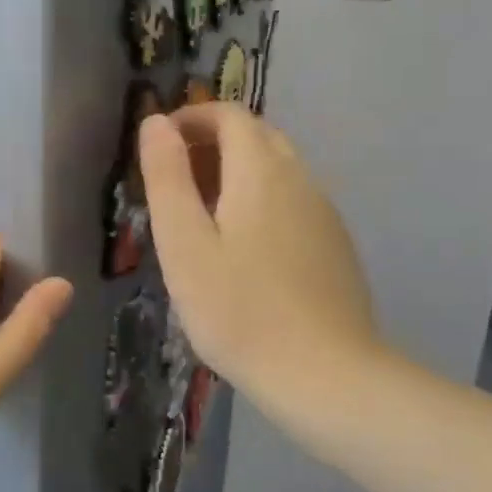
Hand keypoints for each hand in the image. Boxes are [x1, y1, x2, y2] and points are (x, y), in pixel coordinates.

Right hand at [140, 105, 374, 406]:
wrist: (327, 377)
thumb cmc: (240, 310)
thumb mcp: (184, 244)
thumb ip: (167, 177)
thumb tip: (156, 120)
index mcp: (262, 171)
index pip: (229, 115)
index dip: (192, 118)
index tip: (160, 145)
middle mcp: (300, 179)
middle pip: (257, 136)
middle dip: (213, 142)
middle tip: (175, 178)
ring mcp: (324, 212)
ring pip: (278, 168)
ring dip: (237, 171)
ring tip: (202, 214)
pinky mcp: (335, 244)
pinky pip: (293, 199)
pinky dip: (261, 198)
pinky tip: (244, 247)